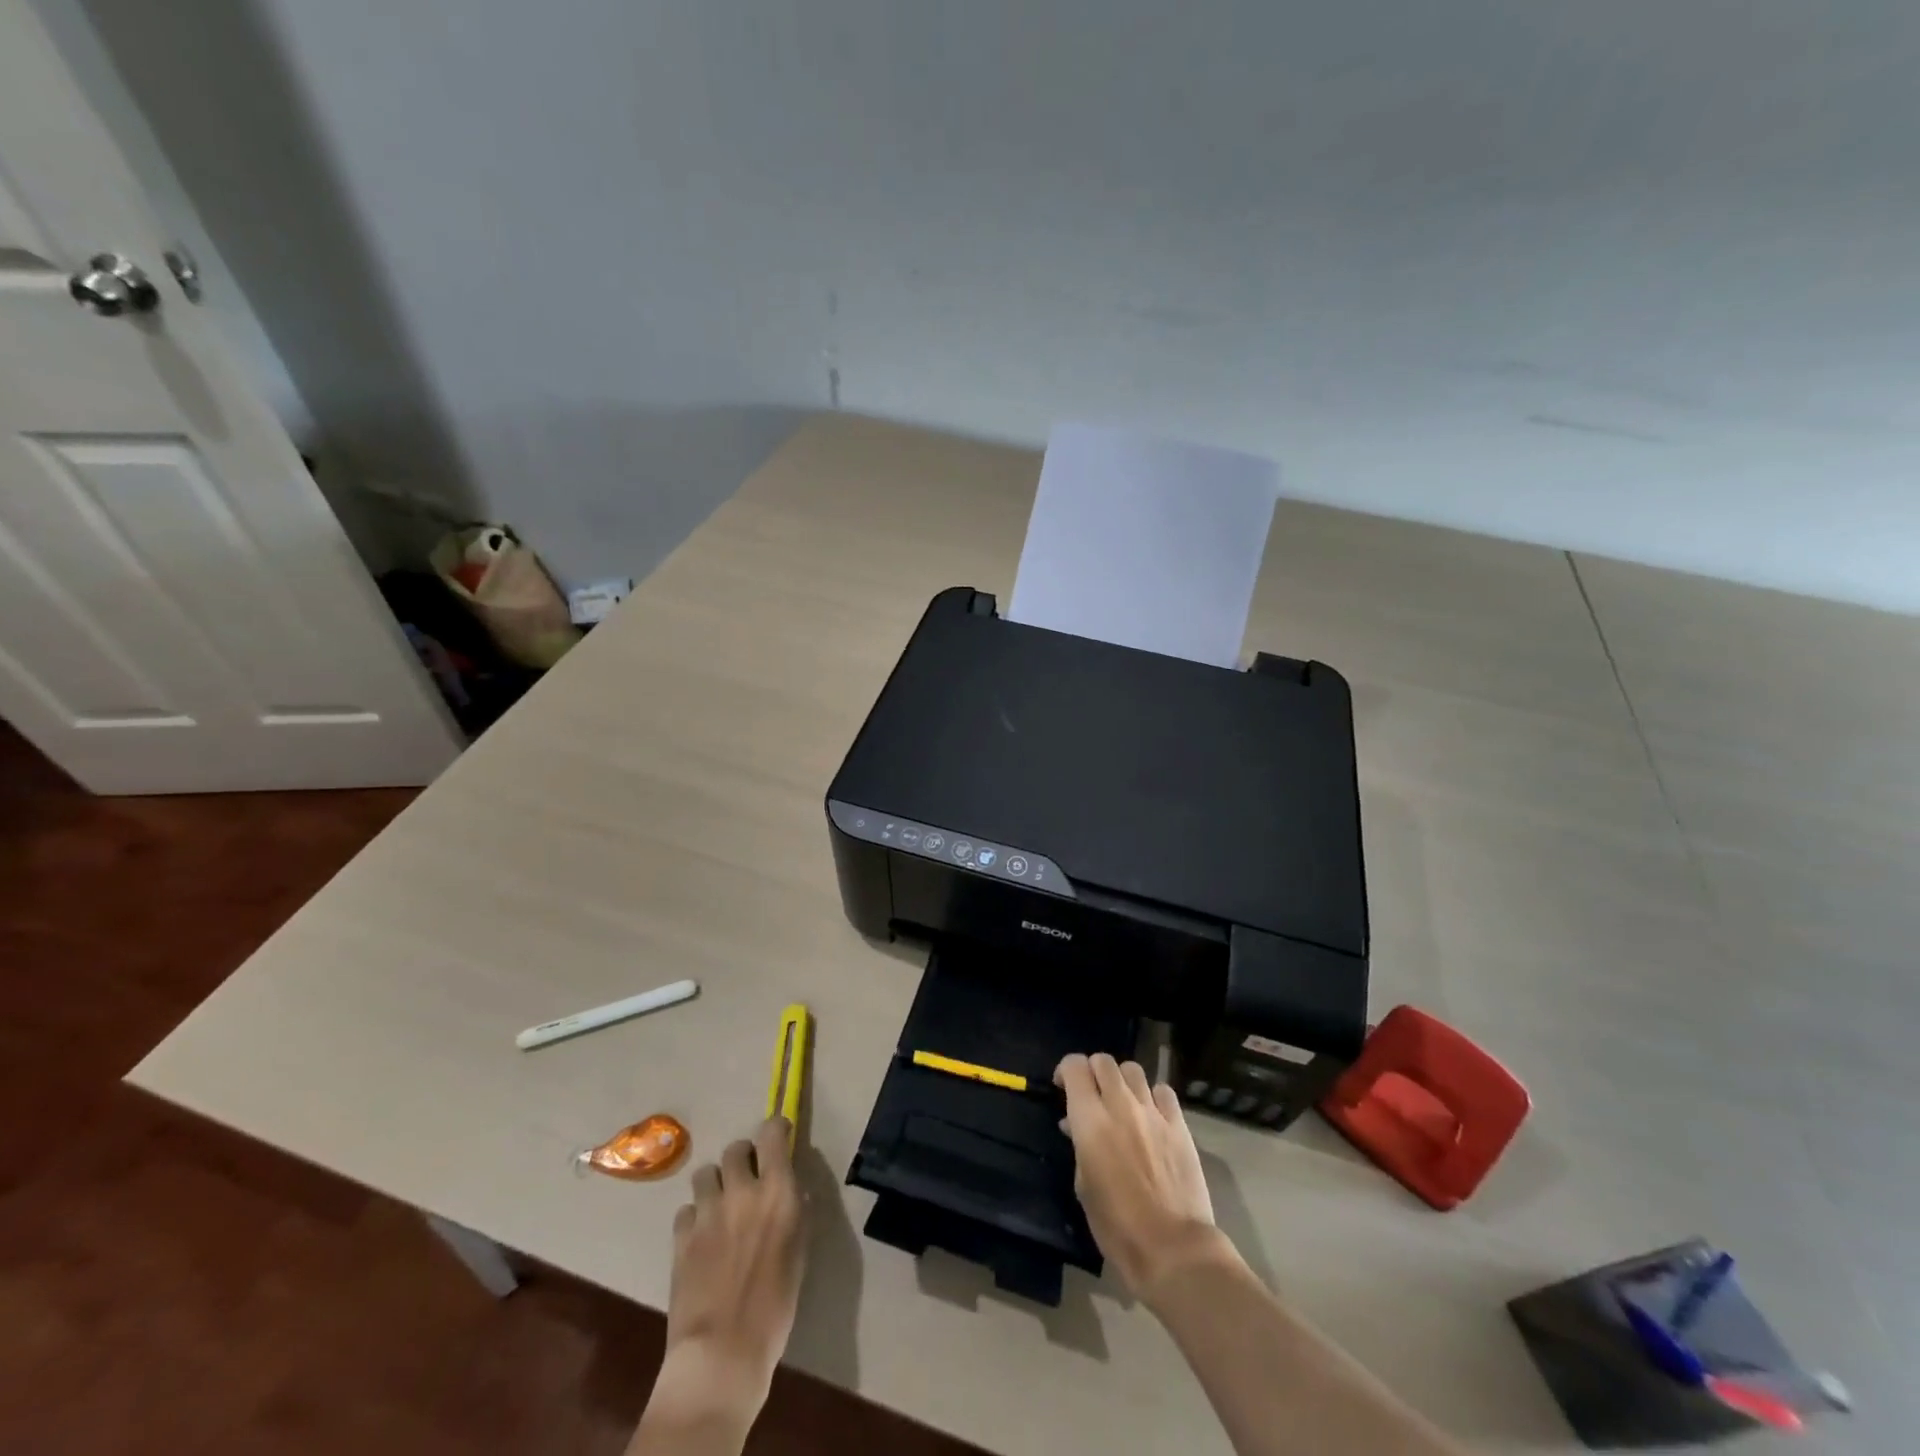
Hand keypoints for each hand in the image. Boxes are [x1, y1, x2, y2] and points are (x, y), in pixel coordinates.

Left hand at [662, 1116, 806, 1407]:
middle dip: (743, 1159)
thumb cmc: (775, 1306)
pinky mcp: (681, 1236)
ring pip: (705, 1173)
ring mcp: (707, 1211)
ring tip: (720, 1206)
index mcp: (777, 1190)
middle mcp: (741, 1190)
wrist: (722, 1352)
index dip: (774, 1131)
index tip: (778, 1139)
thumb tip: (791, 1191)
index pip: (771, 1133)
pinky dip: (695, 1216)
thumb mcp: (799, 1252)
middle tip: (747, 1180)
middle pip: (735, 1148)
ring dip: (715, 1184)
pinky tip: (701, 1238)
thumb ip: (794, 1212)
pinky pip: (686, 1209)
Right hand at [1055, 1053, 1236, 1305]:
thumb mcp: (1083, 1186)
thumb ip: (1079, 1146)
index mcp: (1090, 1119)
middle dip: (1092, 1071)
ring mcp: (1153, 1112)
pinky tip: (1151, 1115)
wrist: (1173, 1248)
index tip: (1062, 1088)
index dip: (1065, 1070)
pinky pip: (1163, 1091)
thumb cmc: (1117, 1226)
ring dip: (1122, 1080)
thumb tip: (1075, 1126)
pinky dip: (1153, 1096)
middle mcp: (1120, 1105)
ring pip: (1133, 1069)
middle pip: (1103, 1061)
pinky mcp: (1179, 1125)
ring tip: (1122, 1102)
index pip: (1074, 1066)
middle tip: (1091, 1095)